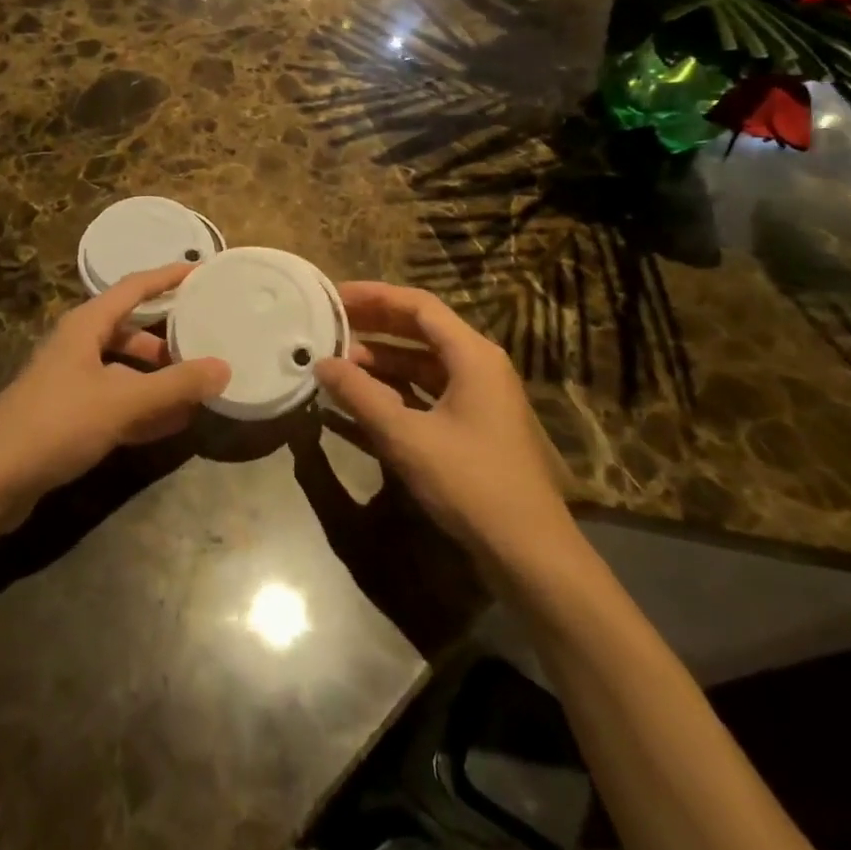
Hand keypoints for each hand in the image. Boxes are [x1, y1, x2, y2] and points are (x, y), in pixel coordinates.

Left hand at [0, 265, 230, 520]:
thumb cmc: (56, 423)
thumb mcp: (121, 401)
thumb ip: (174, 385)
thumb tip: (224, 367)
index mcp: (86, 325)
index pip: (134, 287)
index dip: (167, 277)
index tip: (201, 271)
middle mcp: (78, 345)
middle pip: (130, 330)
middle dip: (166, 339)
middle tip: (205, 342)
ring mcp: (71, 382)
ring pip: (124, 370)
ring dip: (157, 379)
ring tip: (196, 390)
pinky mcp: (67, 416)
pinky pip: (115, 402)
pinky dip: (142, 408)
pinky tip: (170, 425)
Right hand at [315, 283, 573, 561]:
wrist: (530, 553)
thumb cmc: (471, 483)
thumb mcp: (407, 437)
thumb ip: (360, 396)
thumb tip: (320, 363)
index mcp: (472, 355)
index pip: (418, 306)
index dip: (375, 296)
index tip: (335, 296)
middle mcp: (479, 366)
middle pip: (421, 330)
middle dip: (375, 325)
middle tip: (331, 323)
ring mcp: (479, 396)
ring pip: (422, 362)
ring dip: (382, 359)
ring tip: (338, 362)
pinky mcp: (474, 424)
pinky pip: (428, 390)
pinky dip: (396, 388)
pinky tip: (363, 397)